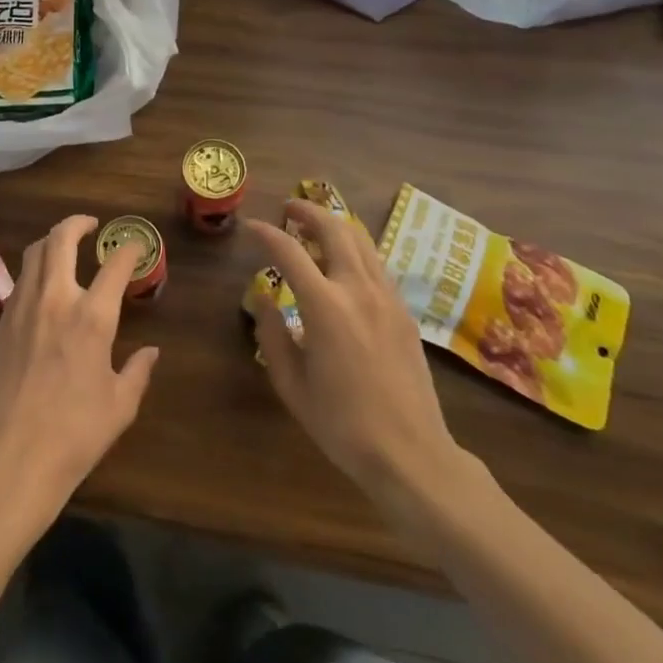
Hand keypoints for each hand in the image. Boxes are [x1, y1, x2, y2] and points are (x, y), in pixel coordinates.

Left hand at [0, 215, 159, 537]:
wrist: (12, 460)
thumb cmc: (75, 434)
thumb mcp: (120, 405)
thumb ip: (138, 371)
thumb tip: (151, 352)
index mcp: (91, 316)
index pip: (115, 264)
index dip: (129, 249)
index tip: (136, 246)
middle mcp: (54, 300)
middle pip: (60, 239)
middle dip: (77, 223)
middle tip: (90, 225)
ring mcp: (20, 310)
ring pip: (33, 255)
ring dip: (51, 243)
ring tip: (64, 248)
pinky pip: (18, 286)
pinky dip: (34, 275)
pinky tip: (42, 293)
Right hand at [246, 200, 469, 512]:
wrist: (411, 454)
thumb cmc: (342, 424)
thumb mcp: (291, 384)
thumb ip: (272, 335)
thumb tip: (262, 298)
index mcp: (326, 307)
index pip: (290, 252)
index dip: (266, 234)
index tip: (251, 227)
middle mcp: (359, 290)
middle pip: (335, 229)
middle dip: (309, 212)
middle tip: (289, 208)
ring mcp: (387, 298)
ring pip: (362, 242)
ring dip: (336, 226)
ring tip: (316, 228)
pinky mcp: (405, 312)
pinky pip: (377, 265)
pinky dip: (356, 250)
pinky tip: (345, 264)